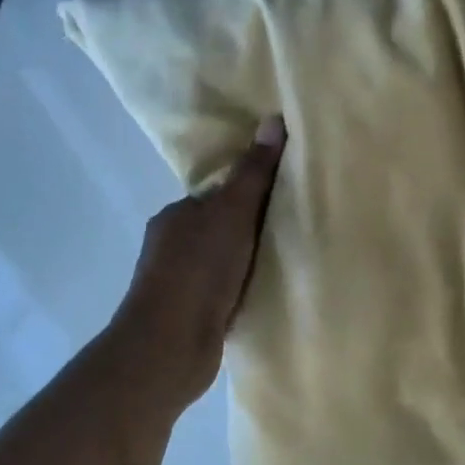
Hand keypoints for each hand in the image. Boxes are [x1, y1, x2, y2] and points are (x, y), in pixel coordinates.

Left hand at [108, 116, 286, 405]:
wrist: (170, 346)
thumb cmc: (198, 270)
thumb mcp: (233, 212)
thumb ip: (254, 172)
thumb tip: (273, 119)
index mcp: (176, 215)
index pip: (217, 195)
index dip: (249, 193)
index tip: (284, 196)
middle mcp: (171, 245)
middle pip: (220, 228)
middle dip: (250, 229)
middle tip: (294, 229)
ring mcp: (177, 284)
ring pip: (221, 262)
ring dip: (246, 262)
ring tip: (286, 262)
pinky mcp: (189, 316)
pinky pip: (223, 292)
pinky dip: (241, 290)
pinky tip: (266, 293)